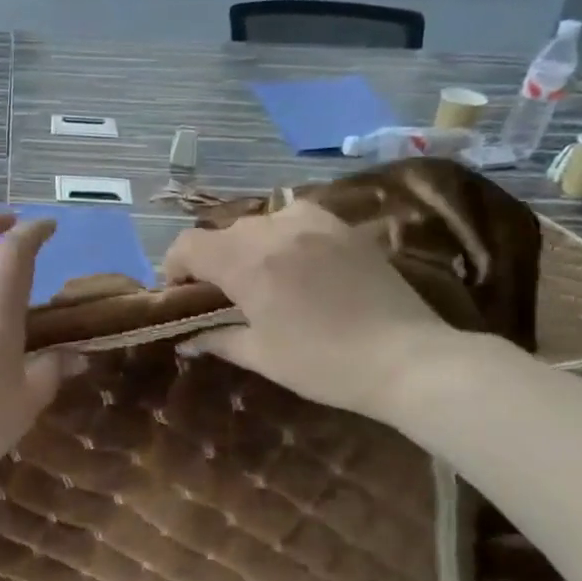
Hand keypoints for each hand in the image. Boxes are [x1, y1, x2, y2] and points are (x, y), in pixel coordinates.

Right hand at [162, 201, 456, 421]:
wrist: (406, 358)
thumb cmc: (323, 363)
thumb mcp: (261, 356)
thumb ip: (218, 340)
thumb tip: (188, 340)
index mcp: (247, 262)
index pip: (189, 245)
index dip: (175, 266)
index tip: (181, 292)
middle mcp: (274, 231)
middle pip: (222, 232)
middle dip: (211, 259)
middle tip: (220, 292)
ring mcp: (313, 223)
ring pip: (259, 221)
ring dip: (247, 244)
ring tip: (260, 274)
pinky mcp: (342, 227)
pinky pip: (296, 217)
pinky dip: (282, 234)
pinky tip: (295, 261)